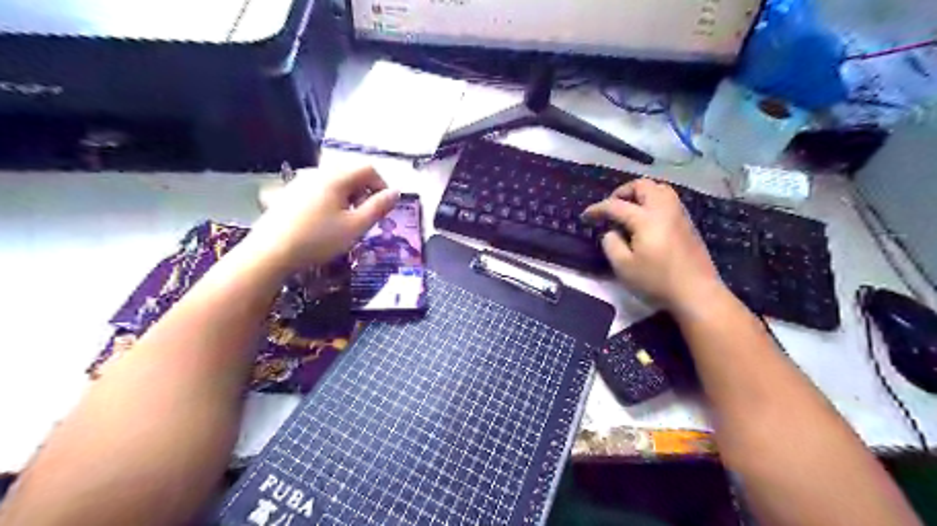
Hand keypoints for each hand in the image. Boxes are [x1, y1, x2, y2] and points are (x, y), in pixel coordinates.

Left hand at [243, 167, 396, 273]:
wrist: (270, 253)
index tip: (384, 208)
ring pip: (334, 182)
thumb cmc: (318, 240)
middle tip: (366, 217)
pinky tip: (324, 222)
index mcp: (336, 177)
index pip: (368, 169)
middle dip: (364, 193)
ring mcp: (299, 182)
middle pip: (350, 174)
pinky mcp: (288, 194)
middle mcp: (317, 172)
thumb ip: (378, 208)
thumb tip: (396, 192)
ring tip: (346, 222)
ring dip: (348, 197)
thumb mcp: (355, 227)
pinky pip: (317, 190)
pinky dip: (330, 200)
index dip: (382, 186)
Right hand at [583, 180, 726, 314]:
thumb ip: (611, 244)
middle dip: (622, 192)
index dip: (598, 209)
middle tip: (611, 207)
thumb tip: (611, 232)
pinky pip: (668, 200)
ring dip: (641, 193)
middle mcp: (664, 209)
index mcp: (646, 219)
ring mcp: (679, 214)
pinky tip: (647, 219)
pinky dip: (653, 201)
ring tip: (629, 209)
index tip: (585, 216)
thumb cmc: (656, 281)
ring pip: (659, 189)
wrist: (696, 292)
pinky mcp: (688, 223)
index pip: (616, 205)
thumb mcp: (623, 267)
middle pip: (642, 186)